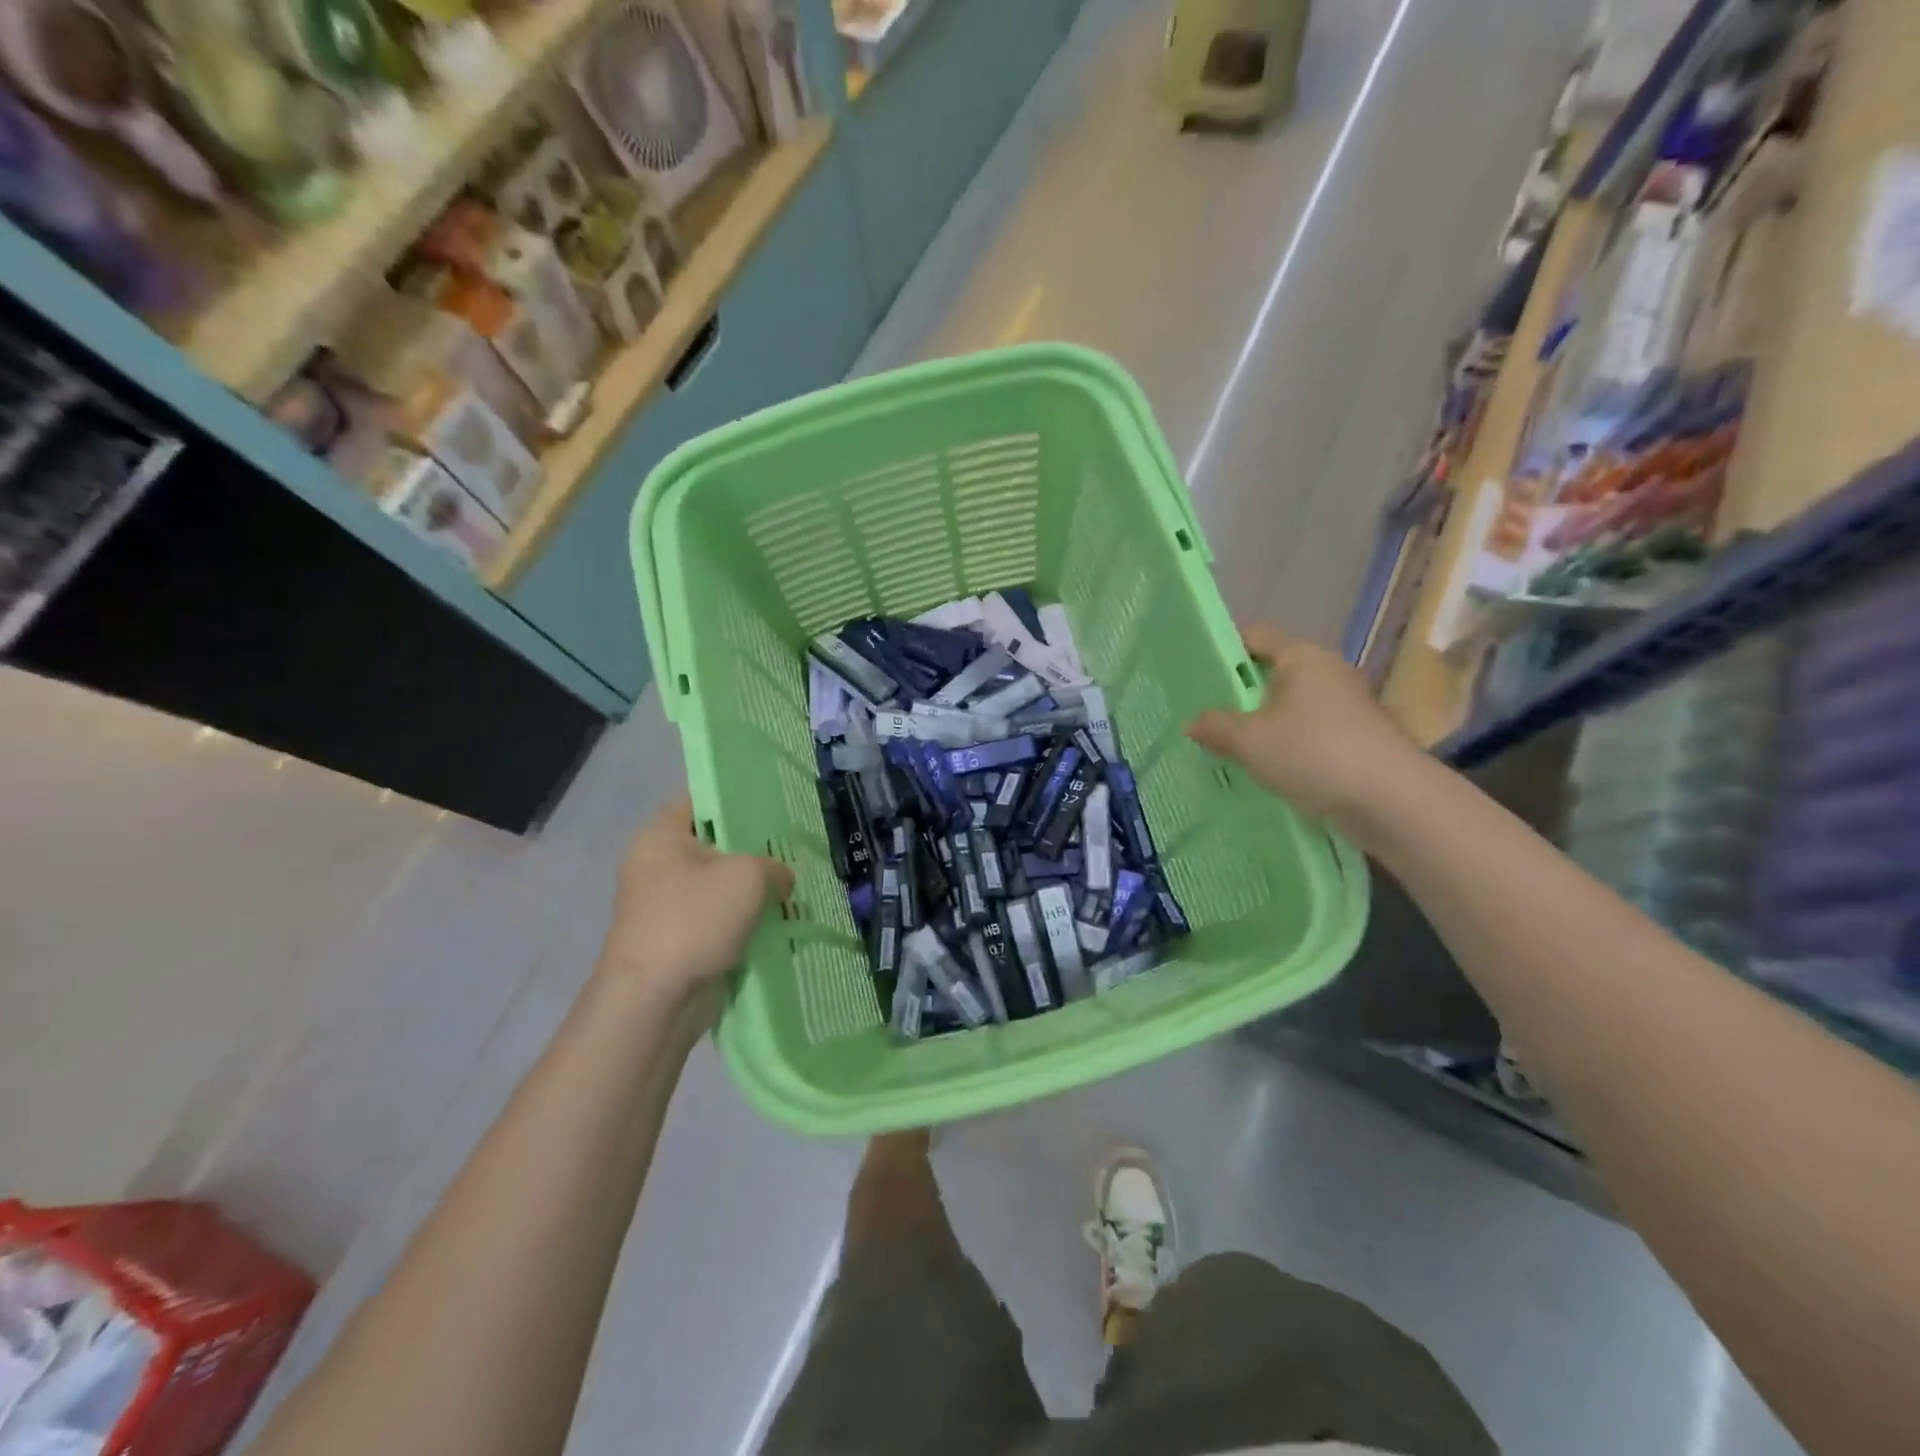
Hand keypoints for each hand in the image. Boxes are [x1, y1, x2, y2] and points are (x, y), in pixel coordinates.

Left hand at [597, 797, 794, 1010]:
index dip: (737, 799)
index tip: (773, 806)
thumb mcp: (747, 876)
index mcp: (661, 835)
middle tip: (792, 849)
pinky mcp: (675, 939)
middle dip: (752, 850)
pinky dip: (742, 921)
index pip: (701, 800)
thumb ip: (773, 866)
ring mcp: (663, 905)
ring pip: (717, 885)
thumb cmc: (695, 919)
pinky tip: (778, 921)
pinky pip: (716, 918)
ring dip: (750, 891)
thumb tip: (780, 879)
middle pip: (713, 845)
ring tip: (792, 887)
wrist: (655, 999)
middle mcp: (655, 864)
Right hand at [1186, 626, 1427, 839]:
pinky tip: (1265, 769)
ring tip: (1227, 746)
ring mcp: (1347, 706)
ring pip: (1291, 706)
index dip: (1224, 648)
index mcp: (1302, 657)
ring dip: (1262, 723)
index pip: (1255, 636)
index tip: (1195, 670)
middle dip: (1240, 692)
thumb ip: (1215, 727)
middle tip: (1203, 713)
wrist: (1391, 801)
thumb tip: (1192, 723)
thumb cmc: (1313, 753)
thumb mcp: (1250, 741)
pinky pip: (1308, 733)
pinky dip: (1286, 745)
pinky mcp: (1358, 739)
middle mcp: (1328, 672)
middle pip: (1273, 672)